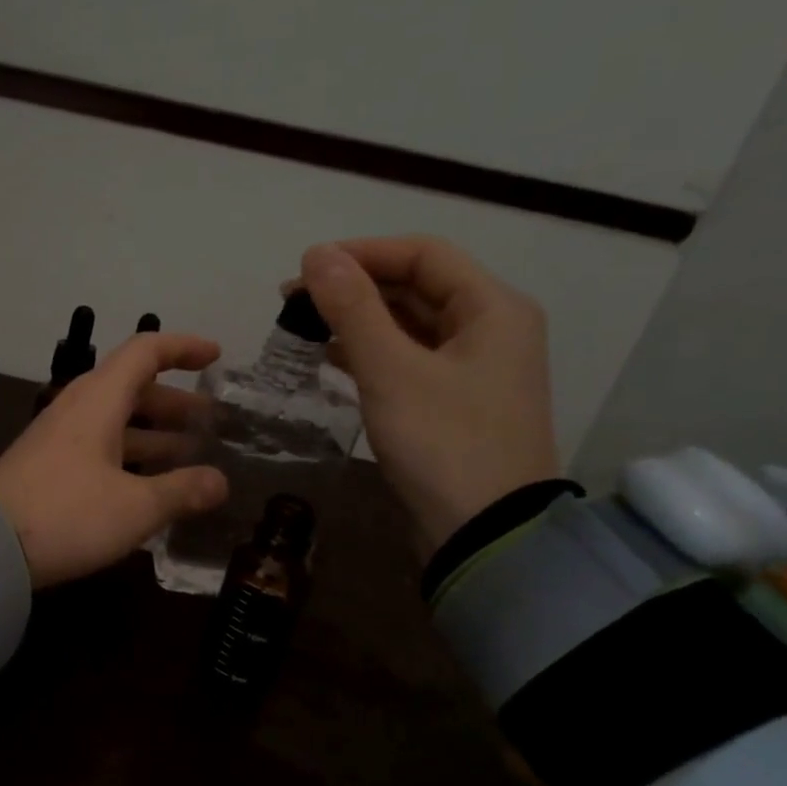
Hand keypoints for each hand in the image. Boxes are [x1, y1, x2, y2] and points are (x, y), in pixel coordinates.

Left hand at [0, 332, 228, 588]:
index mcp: (99, 400)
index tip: (216, 357)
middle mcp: (78, 409)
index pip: (146, 352)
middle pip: (133, 389)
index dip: (183, 348)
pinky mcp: (49, 467)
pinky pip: (100, 447)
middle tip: (212, 422)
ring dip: (154, 433)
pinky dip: (131, 456)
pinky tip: (151, 485)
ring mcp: (60, 438)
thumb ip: (181, 491)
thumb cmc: (67, 515)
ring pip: (116, 422)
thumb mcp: (135, 507)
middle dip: (176, 402)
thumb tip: (220, 482)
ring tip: (192, 454)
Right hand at [298, 236, 559, 561]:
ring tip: (305, 326)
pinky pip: (408, 360)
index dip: (362, 253)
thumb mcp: (392, 371)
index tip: (305, 268)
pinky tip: (333, 359)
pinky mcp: (453, 403)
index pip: (423, 255)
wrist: (484, 533)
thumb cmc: (443, 443)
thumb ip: (353, 309)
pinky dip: (371, 353)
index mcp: (492, 308)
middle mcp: (489, 329)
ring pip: (410, 326)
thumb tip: (316, 254)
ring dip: (359, 320)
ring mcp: (472, 369)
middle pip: (417, 287)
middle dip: (356, 288)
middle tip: (294, 301)